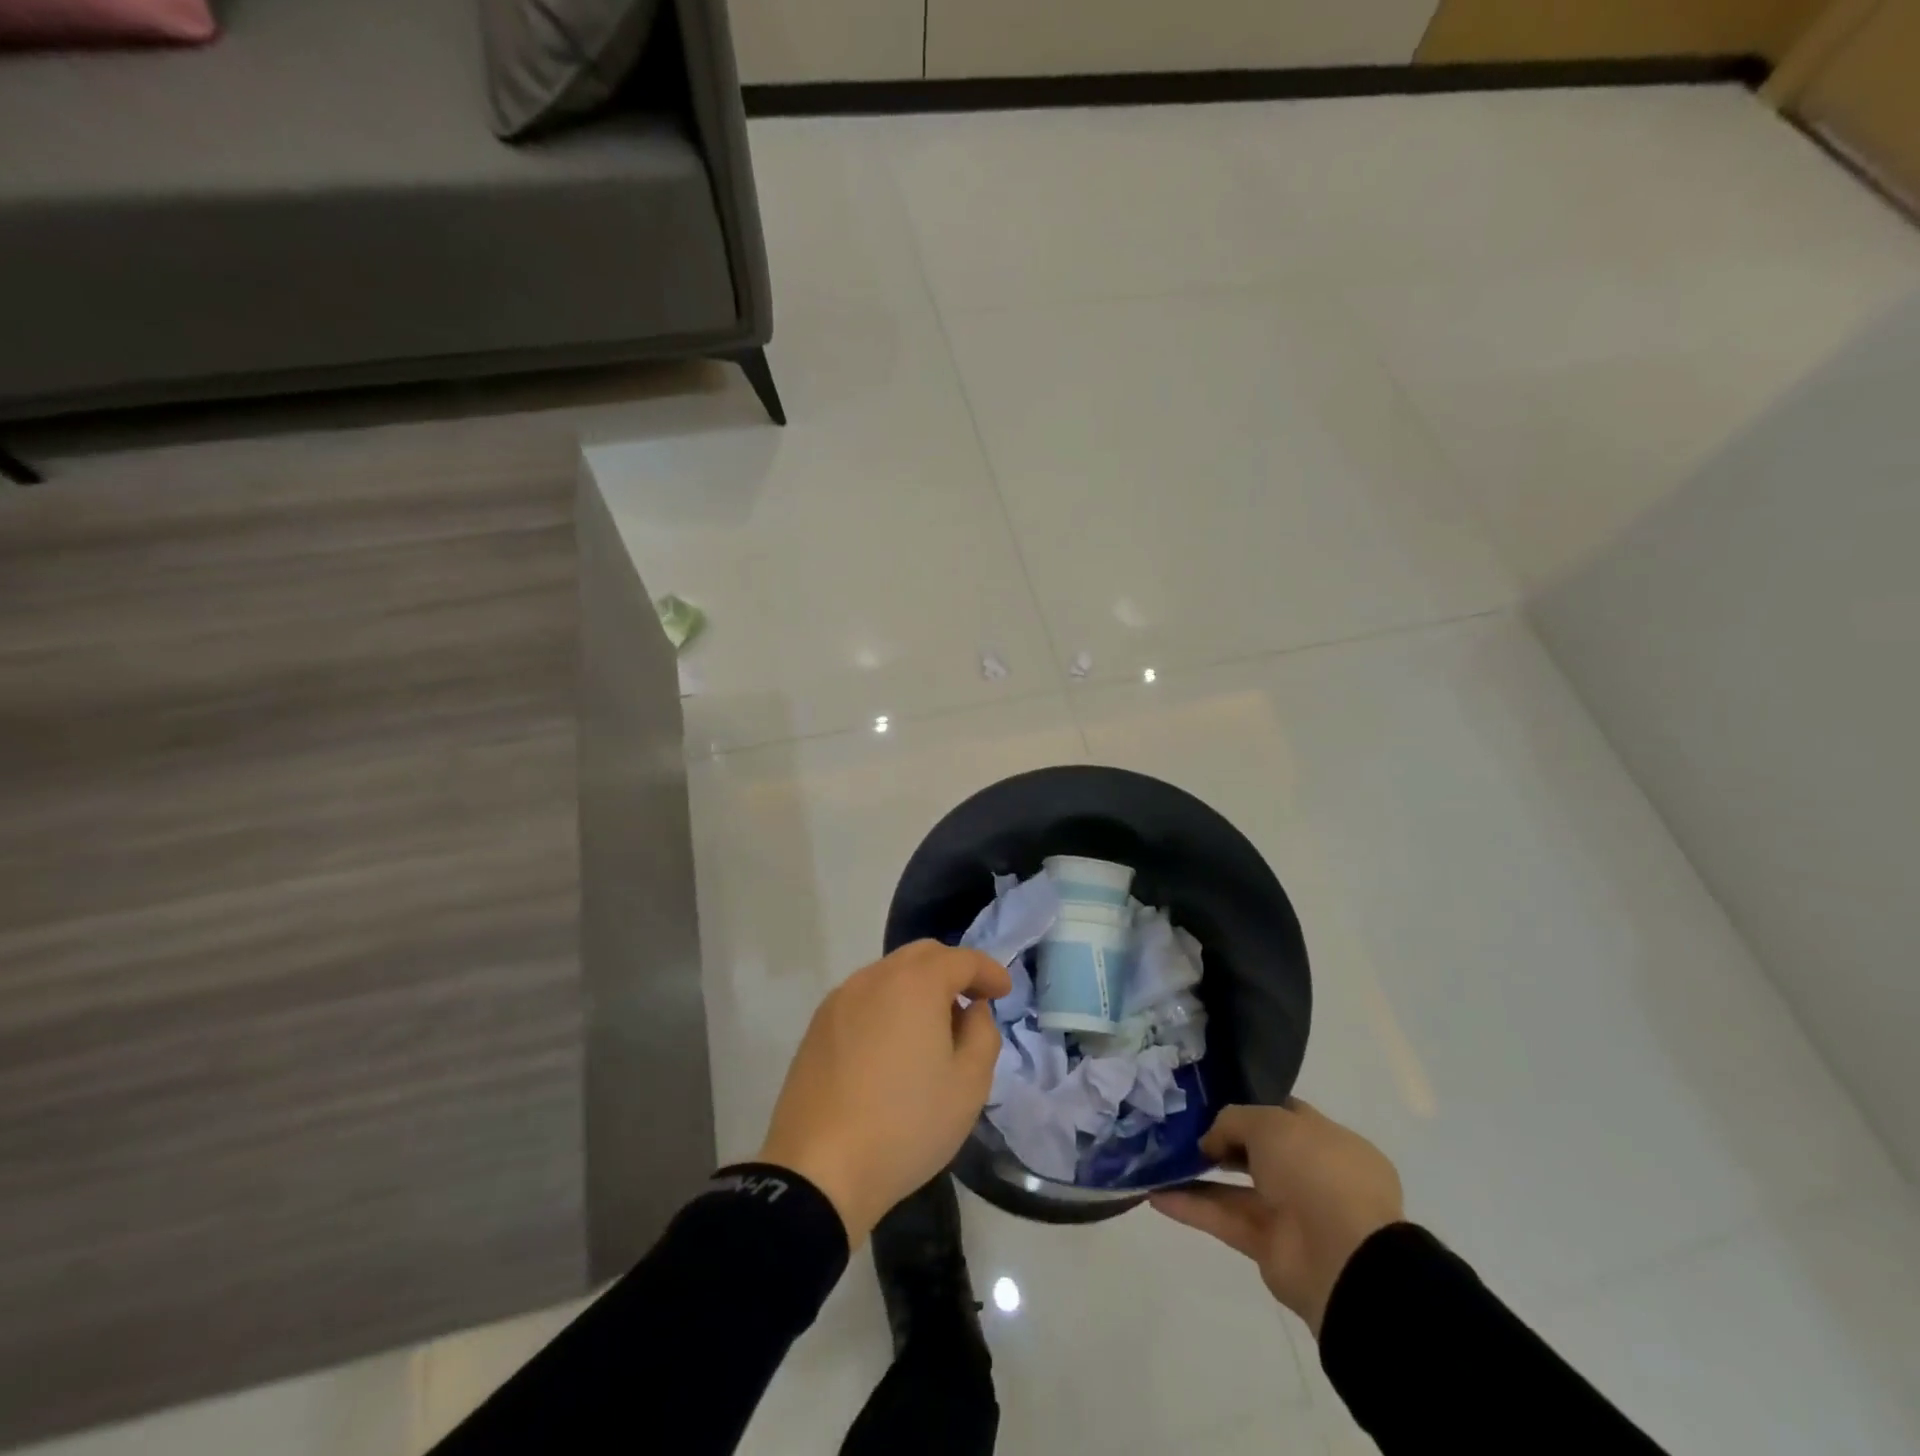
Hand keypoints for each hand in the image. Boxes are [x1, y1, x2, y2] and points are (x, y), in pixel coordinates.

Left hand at [756, 941, 1012, 1246]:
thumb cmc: (906, 1125)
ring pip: (890, 974)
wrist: (818, 1170)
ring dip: (919, 987)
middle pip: (923, 955)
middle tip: (972, 1002)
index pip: (962, 959)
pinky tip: (893, 1045)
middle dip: (953, 971)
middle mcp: (875, 977)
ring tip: (933, 1028)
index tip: (1004, 992)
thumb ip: (982, 1034)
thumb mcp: (969, 1085)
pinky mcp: (818, 1025)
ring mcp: (840, 999)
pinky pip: (864, 998)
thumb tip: (972, 1010)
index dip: (989, 971)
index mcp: (915, 983)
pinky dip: (888, 1004)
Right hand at [1151, 1100, 1402, 1336]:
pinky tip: (1154, 1193)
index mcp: (1329, 1142)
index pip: (1284, 1115)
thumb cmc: (1315, 1170)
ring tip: (1158, 1157)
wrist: (1343, 1258)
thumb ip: (1233, 1120)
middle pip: (1258, 1152)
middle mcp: (1313, 1175)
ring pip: (1236, 1188)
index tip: (1210, 1099)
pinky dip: (1192, 1207)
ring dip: (1198, 1174)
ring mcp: (1292, 1214)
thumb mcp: (1270, 1122)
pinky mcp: (1269, 1247)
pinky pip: (1225, 1219)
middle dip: (1220, 1141)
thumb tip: (1211, 1141)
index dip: (1249, 1105)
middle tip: (1180, 1127)